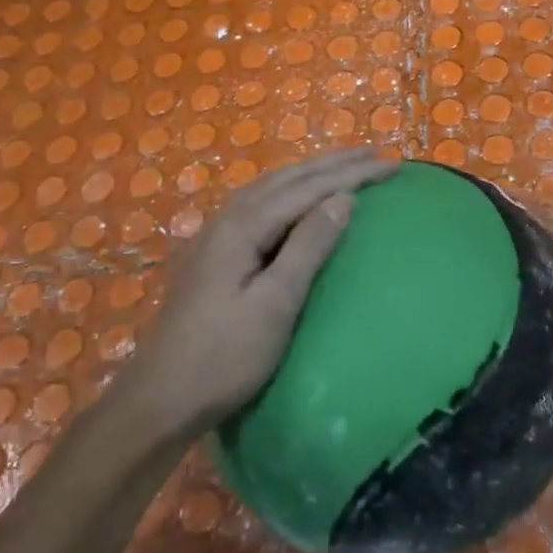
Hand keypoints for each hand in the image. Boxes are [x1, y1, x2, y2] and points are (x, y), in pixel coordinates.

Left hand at [124, 148, 399, 432]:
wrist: (161, 399)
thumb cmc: (225, 356)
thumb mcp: (276, 303)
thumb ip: (309, 246)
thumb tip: (344, 199)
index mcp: (242, 227)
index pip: (308, 188)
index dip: (352, 174)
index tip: (392, 164)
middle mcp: (226, 220)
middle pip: (288, 179)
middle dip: (334, 163)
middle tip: (376, 153)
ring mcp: (215, 236)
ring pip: (271, 188)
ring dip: (312, 173)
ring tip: (345, 165)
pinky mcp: (214, 255)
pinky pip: (261, 204)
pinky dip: (291, 191)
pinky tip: (298, 199)